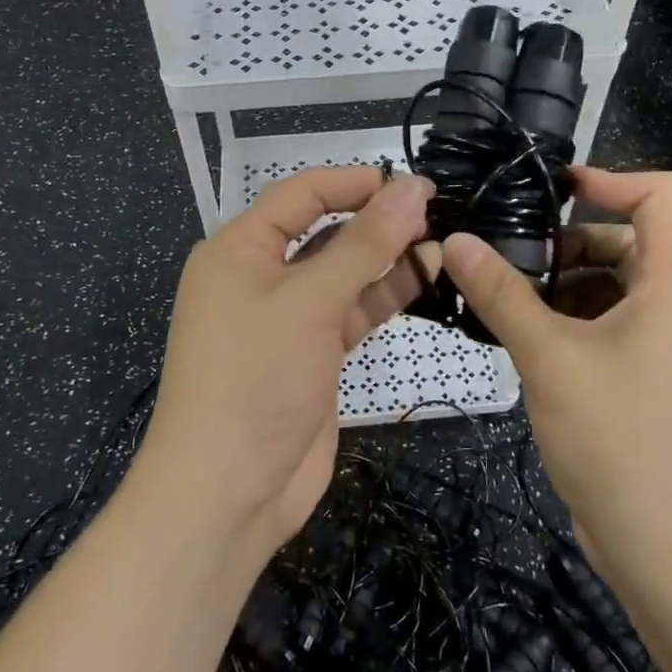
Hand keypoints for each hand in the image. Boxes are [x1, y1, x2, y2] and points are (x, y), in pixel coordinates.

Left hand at [137, 167, 434, 560]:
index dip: (354, 182)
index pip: (301, 194)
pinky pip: (351, 310)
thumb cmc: (255, 378)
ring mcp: (288, 318)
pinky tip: (427, 275)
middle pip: (323, 230)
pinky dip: (385, 293)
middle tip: (435, 209)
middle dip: (375, 218)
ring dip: (387, 256)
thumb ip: (364, 245)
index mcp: (239, 249)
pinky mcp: (313, 353)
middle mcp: (260, 275)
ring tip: (442, 239)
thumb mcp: (309, 302)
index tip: (410, 182)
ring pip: (343, 272)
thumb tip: (411, 189)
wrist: (228, 490)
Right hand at [440, 168, 671, 582]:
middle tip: (510, 258)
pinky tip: (525, 344)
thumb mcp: (551, 359)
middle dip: (570, 241)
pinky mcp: (648, 382)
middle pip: (631, 241)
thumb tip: (456, 241)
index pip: (665, 197)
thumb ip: (502, 296)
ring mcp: (666, 349)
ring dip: (563, 285)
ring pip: (614, 288)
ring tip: (505, 301)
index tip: (554, 189)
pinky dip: (570, 322)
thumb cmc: (620, 442)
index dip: (613, 177)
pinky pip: (610, 328)